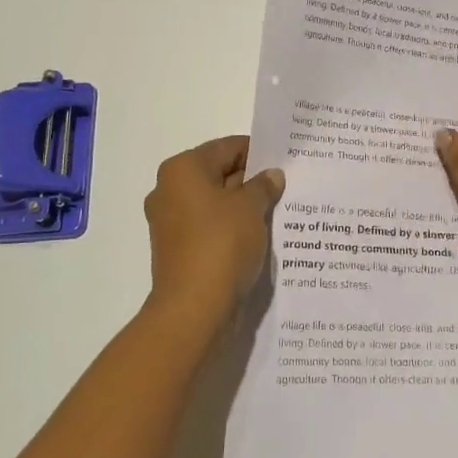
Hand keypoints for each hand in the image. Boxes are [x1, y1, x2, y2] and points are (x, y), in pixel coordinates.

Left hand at [144, 135, 285, 327]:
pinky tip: (261, 235)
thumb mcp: (251, 208)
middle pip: (219, 174)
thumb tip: (271, 176)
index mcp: (182, 170)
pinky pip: (211, 228)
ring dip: (244, 207)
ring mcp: (172, 222)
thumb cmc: (221, 245)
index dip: (258, 152)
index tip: (286, 160)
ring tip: (280, 211)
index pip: (227, 148)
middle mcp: (170, 191)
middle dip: (252, 180)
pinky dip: (233, 228)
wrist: (194, 309)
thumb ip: (263, 186)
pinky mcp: (179, 250)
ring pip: (216, 204)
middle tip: (288, 186)